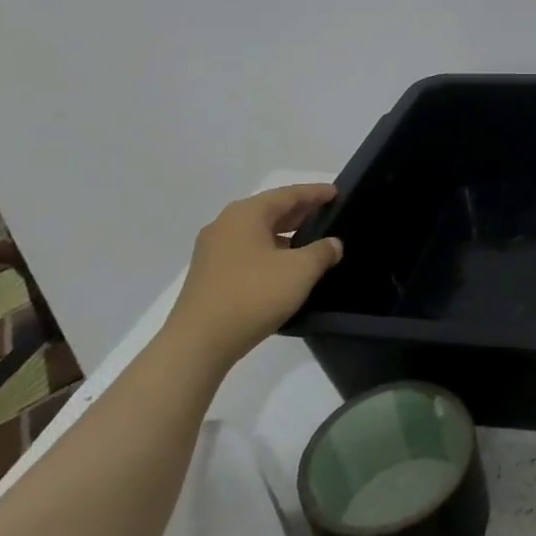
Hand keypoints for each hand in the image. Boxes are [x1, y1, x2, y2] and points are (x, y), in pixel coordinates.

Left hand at [162, 184, 343, 374]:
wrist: (198, 343)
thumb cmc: (253, 295)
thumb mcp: (300, 271)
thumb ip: (322, 251)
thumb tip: (333, 244)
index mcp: (246, 215)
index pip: (288, 194)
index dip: (315, 193)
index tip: (337, 193)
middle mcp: (225, 226)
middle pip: (270, 211)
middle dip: (300, 212)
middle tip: (328, 215)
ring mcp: (213, 251)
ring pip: (258, 233)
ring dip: (285, 234)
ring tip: (311, 242)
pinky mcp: (210, 275)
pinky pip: (247, 252)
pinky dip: (270, 252)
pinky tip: (286, 267)